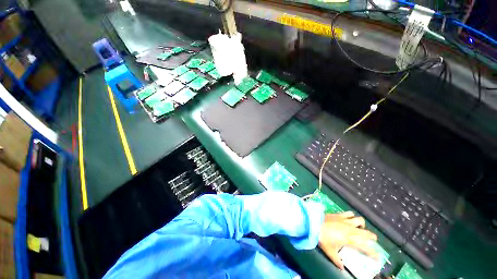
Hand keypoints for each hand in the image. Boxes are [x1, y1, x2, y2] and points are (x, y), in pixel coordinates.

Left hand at [318, 211, 377, 269]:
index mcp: (350, 240)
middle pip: (366, 233)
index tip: (378, 256)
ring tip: (360, 227)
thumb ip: (337, 261)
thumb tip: (342, 268)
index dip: (373, 252)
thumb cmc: (322, 238)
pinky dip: (352, 216)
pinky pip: (349, 213)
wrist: (314, 223)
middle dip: (372, 237)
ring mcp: (345, 220)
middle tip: (373, 240)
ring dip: (362, 225)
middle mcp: (350, 229)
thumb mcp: (329, 252)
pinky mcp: (339, 214)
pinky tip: (350, 218)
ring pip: (360, 220)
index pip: (365, 247)